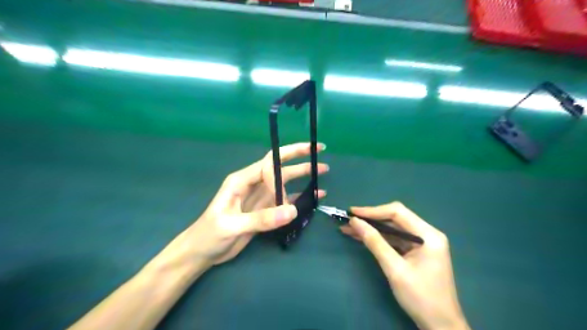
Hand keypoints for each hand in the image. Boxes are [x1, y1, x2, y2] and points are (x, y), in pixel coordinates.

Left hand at [179, 141, 327, 267]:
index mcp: (242, 180)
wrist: (202, 252)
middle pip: (280, 168)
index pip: (268, 162)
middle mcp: (254, 184)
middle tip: (320, 153)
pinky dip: (300, 198)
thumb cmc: (209, 234)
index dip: (286, 160)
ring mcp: (261, 198)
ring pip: (285, 184)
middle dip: (300, 160)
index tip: (303, 163)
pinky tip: (314, 197)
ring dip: (303, 177)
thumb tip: (293, 210)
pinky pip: (285, 201)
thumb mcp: (232, 225)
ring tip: (323, 173)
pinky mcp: (265, 211)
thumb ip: (262, 218)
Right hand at [342, 201, 471, 329]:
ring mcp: (422, 243)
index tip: (352, 213)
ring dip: (371, 229)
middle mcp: (427, 234)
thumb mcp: (394, 269)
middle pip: (395, 219)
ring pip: (392, 229)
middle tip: (348, 220)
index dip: (373, 211)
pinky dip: (378, 239)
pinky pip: (394, 240)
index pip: (397, 212)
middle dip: (370, 219)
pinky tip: (361, 238)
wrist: (440, 326)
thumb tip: (355, 221)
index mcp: (428, 234)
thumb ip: (375, 242)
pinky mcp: (416, 252)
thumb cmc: (421, 298)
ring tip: (349, 229)